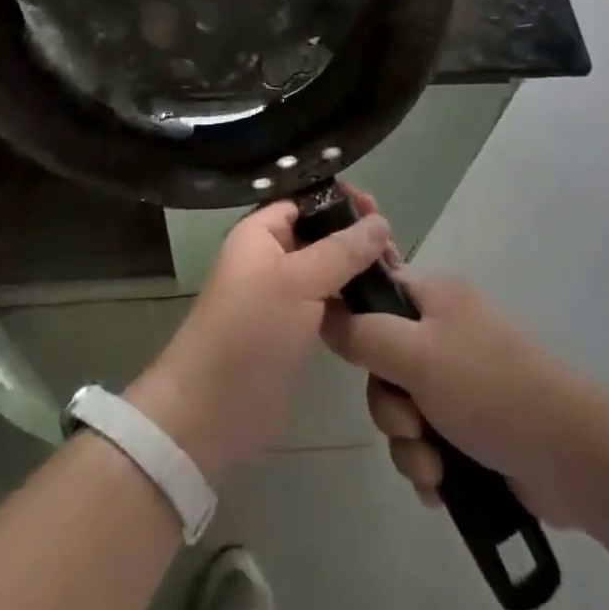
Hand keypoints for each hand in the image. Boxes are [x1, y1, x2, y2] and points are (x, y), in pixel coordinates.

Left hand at [127, 201, 391, 481]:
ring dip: (357, 269)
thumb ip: (342, 250)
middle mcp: (270, 256)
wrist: (213, 410)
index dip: (339, 200)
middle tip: (395, 250)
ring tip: (395, 274)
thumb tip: (382, 220)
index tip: (378, 209)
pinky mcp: (294, 328)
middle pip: (319, 233)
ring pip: (327, 268)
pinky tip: (380, 303)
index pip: (304, 200)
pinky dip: (350, 299)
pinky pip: (327, 300)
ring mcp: (282, 294)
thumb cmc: (251, 331)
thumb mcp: (299, 281)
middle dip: (355, 236)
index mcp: (260, 232)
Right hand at [322, 271, 595, 529]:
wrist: (571, 456)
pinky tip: (442, 487)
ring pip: (402, 409)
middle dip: (388, 406)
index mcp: (435, 298)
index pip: (376, 292)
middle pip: (383, 361)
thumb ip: (362, 333)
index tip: (351, 355)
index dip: (356, 320)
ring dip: (408, 445)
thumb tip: (323, 313)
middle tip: (409, 425)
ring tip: (433, 468)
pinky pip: (426, 442)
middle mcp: (444, 333)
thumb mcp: (416, 354)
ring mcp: (459, 382)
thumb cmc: (488, 388)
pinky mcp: (472, 428)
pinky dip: (429, 465)